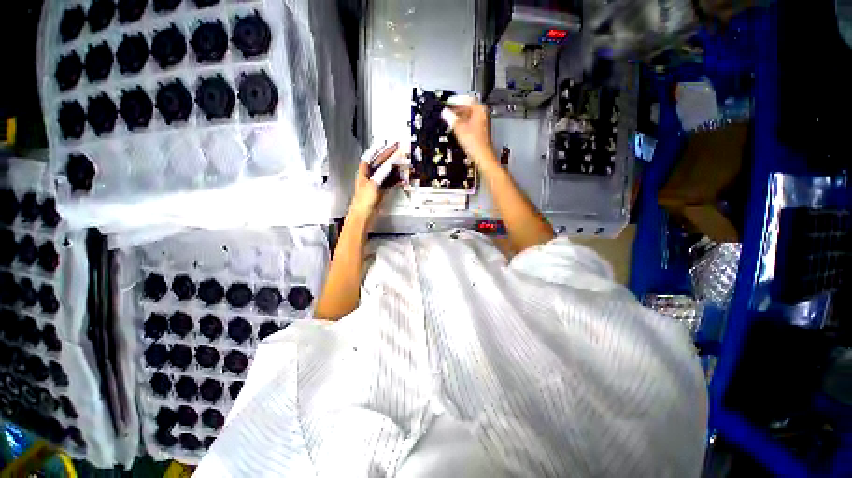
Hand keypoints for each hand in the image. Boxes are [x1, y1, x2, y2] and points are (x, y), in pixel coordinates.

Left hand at [349, 142, 399, 219]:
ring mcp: (376, 184)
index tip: (385, 142)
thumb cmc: (363, 201)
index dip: (377, 148)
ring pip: (387, 172)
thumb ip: (383, 172)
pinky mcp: (381, 191)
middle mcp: (370, 176)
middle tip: (398, 149)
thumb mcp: (374, 184)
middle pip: (381, 163)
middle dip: (389, 156)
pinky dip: (396, 180)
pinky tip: (402, 179)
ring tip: (403, 164)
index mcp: (364, 172)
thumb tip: (391, 162)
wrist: (364, 215)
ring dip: (395, 168)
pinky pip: (391, 182)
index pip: (370, 156)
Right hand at [443, 98, 493, 162]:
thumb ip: (450, 118)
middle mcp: (482, 114)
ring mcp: (482, 123)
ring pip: (468, 116)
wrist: (481, 155)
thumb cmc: (474, 142)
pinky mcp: (479, 131)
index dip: (455, 101)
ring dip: (459, 117)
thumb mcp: (458, 127)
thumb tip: (444, 112)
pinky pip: (469, 123)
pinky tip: (457, 128)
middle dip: (457, 109)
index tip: (447, 102)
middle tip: (447, 111)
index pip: (466, 99)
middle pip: (467, 107)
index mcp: (479, 109)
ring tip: (450, 120)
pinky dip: (463, 124)